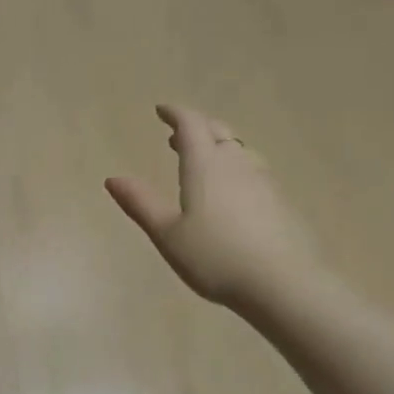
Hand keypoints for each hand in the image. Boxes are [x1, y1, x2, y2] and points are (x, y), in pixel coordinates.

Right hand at [106, 105, 318, 311]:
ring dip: (218, 145)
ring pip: (238, 149)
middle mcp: (235, 163)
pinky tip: (233, 189)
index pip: (190, 124)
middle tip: (178, 135)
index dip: (175, 113)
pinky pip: (253, 169)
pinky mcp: (279, 200)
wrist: (281, 282)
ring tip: (204, 159)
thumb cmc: (214, 257)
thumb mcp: (167, 234)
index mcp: (205, 165)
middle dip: (196, 127)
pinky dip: (236, 166)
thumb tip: (112, 179)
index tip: (161, 110)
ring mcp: (262, 180)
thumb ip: (140, 203)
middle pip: (217, 131)